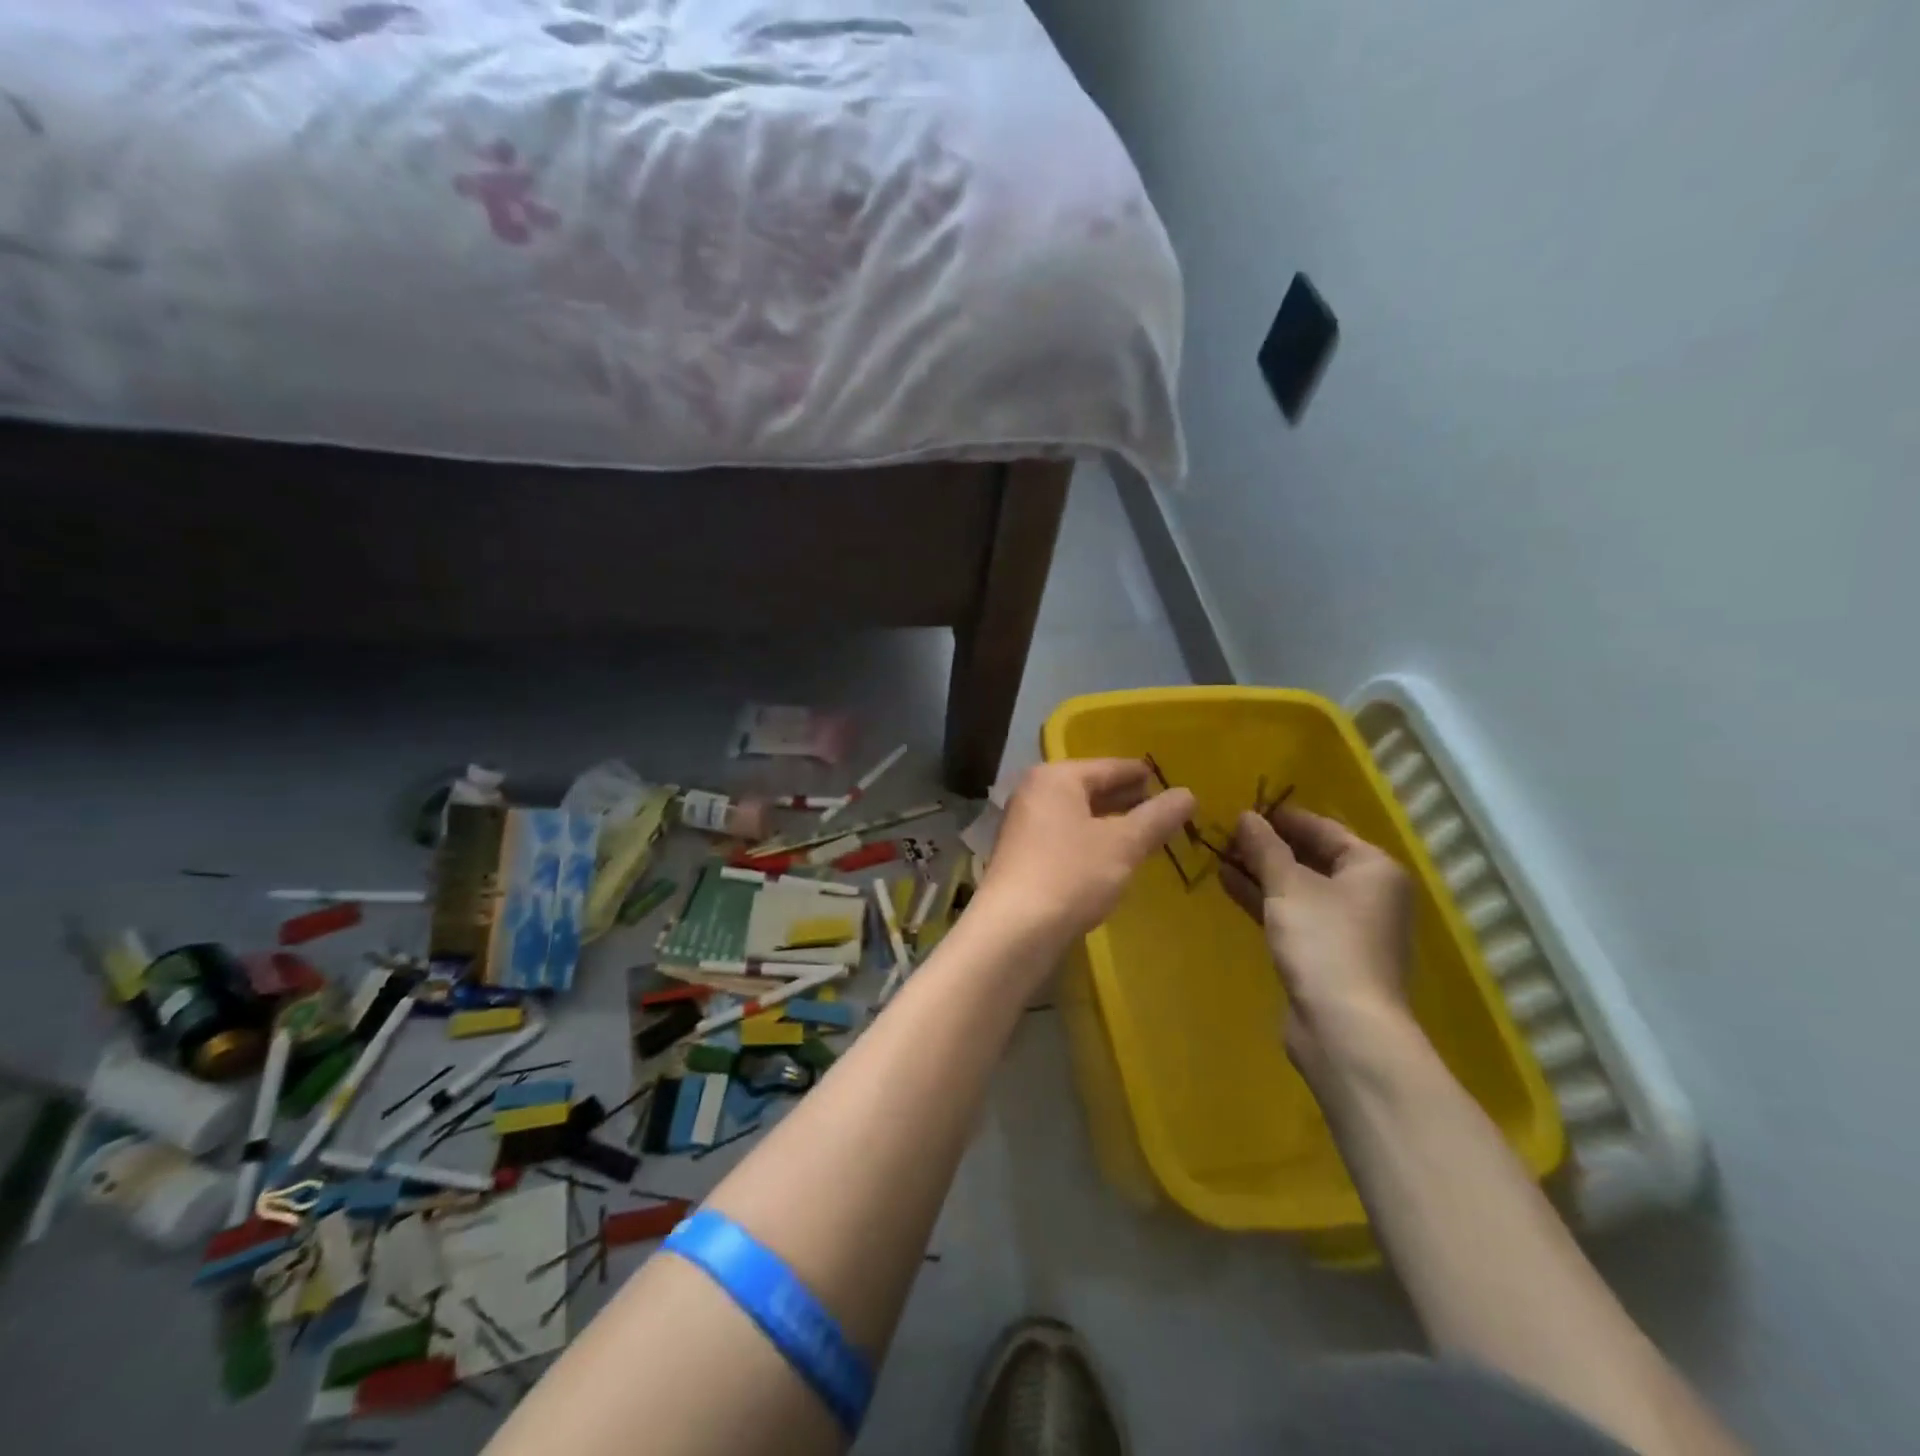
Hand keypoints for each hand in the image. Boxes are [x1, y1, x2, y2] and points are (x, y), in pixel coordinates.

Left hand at [975, 759, 1195, 950]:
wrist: (1014, 930)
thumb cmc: (1071, 875)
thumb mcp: (1123, 845)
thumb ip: (1157, 817)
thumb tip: (1188, 793)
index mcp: (1056, 778)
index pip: (1109, 766)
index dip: (1142, 774)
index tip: (1170, 781)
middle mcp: (1034, 793)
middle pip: (1090, 788)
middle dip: (1126, 799)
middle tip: (1164, 809)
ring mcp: (1024, 825)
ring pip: (1077, 814)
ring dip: (1110, 823)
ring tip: (1145, 833)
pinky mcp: (1022, 855)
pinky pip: (1065, 836)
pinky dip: (1091, 841)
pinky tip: (1113, 858)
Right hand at [1223, 806, 1416, 1080]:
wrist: (1344, 1027)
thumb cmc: (1324, 942)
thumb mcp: (1288, 886)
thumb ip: (1265, 847)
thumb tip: (1247, 815)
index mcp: (1372, 868)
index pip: (1324, 828)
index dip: (1283, 816)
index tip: (1244, 806)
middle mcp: (1367, 893)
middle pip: (1312, 857)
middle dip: (1268, 845)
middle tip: (1226, 831)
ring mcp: (1347, 926)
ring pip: (1298, 887)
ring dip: (1261, 872)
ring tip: (1218, 854)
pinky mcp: (1326, 953)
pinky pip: (1292, 913)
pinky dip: (1264, 899)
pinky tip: (1228, 884)